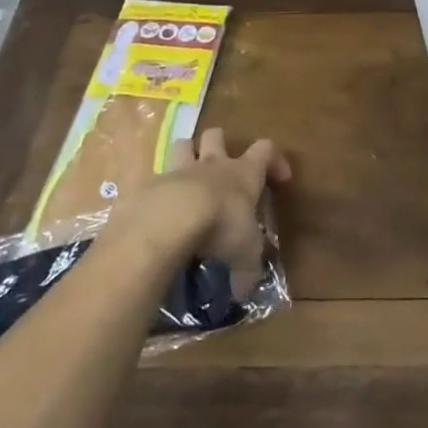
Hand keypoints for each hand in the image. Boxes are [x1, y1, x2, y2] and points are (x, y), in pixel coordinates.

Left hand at [115, 129, 291, 295]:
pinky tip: (157, 212)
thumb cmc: (221, 227)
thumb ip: (247, 272)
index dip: (274, 160)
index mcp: (243, 173)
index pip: (266, 149)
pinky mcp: (147, 185)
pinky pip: (152, 179)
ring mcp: (177, 171)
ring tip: (187, 178)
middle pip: (217, 134)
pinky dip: (156, 191)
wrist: (168, 221)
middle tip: (221, 168)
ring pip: (183, 145)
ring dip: (186, 156)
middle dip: (219, 144)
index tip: (280, 180)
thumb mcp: (245, 254)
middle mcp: (212, 165)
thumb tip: (244, 293)